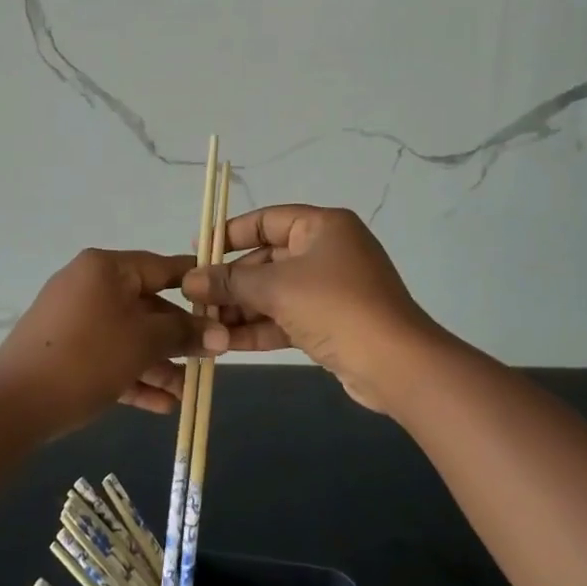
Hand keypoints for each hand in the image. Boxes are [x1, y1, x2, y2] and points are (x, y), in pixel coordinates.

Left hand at [0, 249, 203, 436]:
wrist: (13, 404)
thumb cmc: (87, 358)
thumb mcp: (143, 343)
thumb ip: (184, 333)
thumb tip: (221, 333)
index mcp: (106, 268)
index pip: (162, 267)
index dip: (196, 285)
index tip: (225, 301)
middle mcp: (89, 285)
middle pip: (146, 306)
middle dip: (178, 337)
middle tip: (209, 359)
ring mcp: (73, 319)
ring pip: (128, 336)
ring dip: (159, 364)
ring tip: (187, 393)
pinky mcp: (64, 351)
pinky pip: (107, 356)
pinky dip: (132, 376)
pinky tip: (162, 406)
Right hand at [184, 205, 437, 412]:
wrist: (396, 365)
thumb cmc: (335, 307)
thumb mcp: (277, 288)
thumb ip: (230, 282)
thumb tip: (190, 280)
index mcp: (322, 226)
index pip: (265, 220)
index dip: (229, 234)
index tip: (197, 251)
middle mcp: (327, 251)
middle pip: (267, 260)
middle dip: (231, 282)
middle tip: (194, 300)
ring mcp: (331, 289)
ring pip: (275, 293)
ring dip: (241, 309)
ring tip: (203, 327)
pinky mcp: (331, 323)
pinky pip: (287, 318)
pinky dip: (260, 328)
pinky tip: (226, 344)